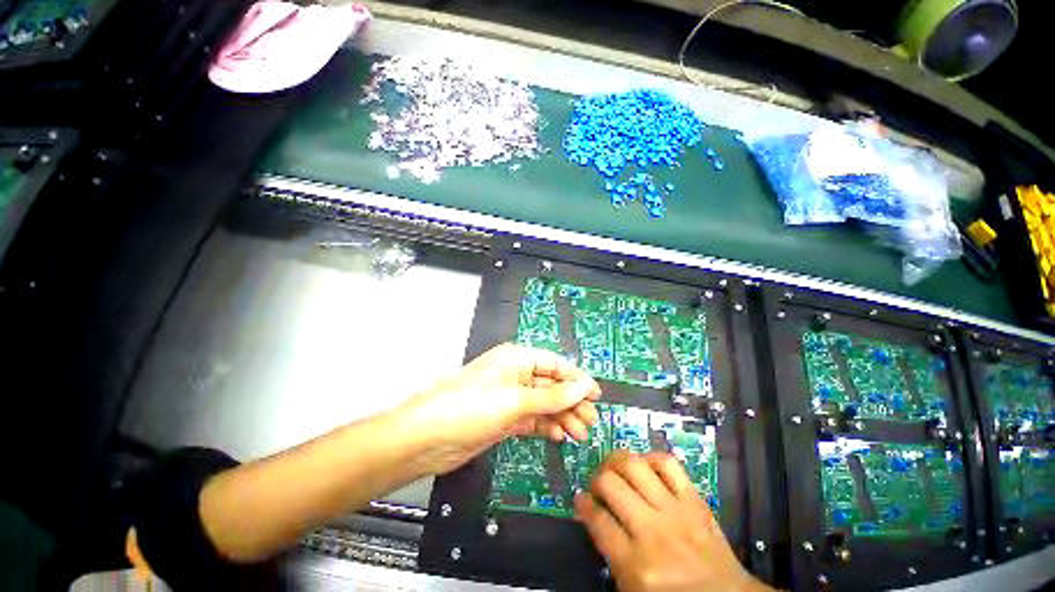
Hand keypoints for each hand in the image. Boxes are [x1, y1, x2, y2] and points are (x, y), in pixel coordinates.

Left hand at [398, 343, 600, 474]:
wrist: (426, 438)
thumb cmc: (471, 407)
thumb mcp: (516, 400)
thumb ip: (553, 396)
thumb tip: (585, 386)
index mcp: (516, 358)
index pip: (554, 364)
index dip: (576, 378)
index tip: (596, 394)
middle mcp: (514, 374)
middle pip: (551, 385)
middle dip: (571, 402)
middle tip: (590, 421)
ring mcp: (509, 398)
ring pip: (543, 404)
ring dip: (562, 417)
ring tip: (578, 434)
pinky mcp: (504, 418)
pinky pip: (532, 419)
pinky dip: (546, 426)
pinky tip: (558, 436)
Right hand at [575, 451, 772, 591]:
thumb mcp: (632, 588)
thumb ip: (609, 550)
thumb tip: (591, 514)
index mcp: (636, 565)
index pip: (597, 521)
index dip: (583, 505)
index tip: (580, 499)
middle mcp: (653, 532)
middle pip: (611, 485)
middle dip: (596, 480)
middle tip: (597, 486)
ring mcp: (676, 511)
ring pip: (634, 466)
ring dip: (616, 462)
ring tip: (614, 469)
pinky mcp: (694, 499)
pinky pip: (667, 463)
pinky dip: (650, 458)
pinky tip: (644, 466)